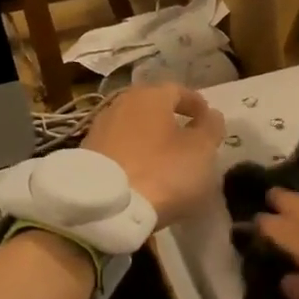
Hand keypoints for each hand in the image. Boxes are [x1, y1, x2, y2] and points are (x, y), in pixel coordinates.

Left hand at [83, 83, 225, 228]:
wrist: (105, 207)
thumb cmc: (162, 171)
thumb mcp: (201, 151)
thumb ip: (211, 129)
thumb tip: (211, 115)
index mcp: (151, 96)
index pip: (179, 91)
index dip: (197, 104)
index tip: (209, 120)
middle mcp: (122, 104)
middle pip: (153, 108)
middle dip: (172, 121)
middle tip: (188, 139)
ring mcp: (100, 129)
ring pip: (134, 128)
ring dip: (151, 139)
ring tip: (166, 160)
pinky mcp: (87, 155)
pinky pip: (120, 149)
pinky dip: (134, 156)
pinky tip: (143, 174)